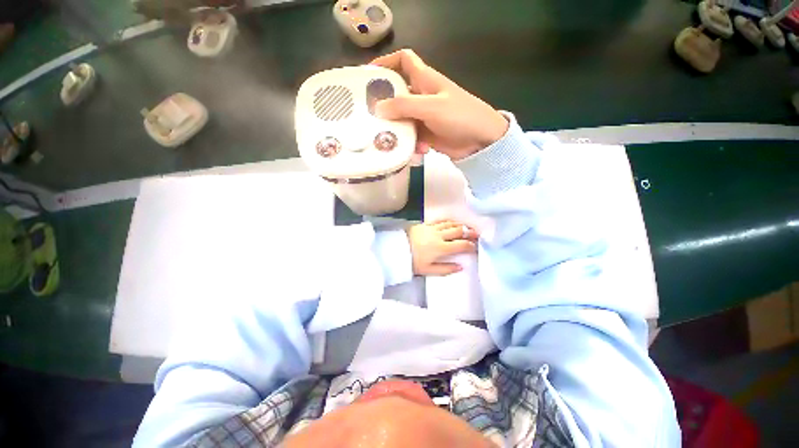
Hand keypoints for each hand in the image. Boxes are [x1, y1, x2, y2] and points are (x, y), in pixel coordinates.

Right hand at [371, 49, 508, 160]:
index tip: (369, 74)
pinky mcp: (426, 134)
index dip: (386, 62)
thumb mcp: (431, 107)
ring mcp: (423, 117)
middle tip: (368, 116)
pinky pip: (410, 136)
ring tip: (389, 140)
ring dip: (396, 130)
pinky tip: (416, 151)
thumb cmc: (459, 115)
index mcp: (424, 79)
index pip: (404, 60)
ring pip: (401, 119)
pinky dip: (410, 143)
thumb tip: (378, 108)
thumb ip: (404, 106)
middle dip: (383, 104)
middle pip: (396, 94)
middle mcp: (421, 96)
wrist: (480, 140)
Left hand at [406, 220, 478, 275]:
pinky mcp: (424, 224)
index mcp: (441, 248)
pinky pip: (439, 221)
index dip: (469, 245)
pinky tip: (450, 222)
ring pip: (449, 224)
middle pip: (457, 231)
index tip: (475, 246)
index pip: (460, 245)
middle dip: (469, 232)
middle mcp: (439, 235)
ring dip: (459, 225)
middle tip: (476, 233)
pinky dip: (447, 221)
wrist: (396, 249)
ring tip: (465, 227)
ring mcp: (431, 228)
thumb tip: (461, 267)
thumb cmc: (412, 261)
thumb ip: (445, 269)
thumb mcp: (428, 270)